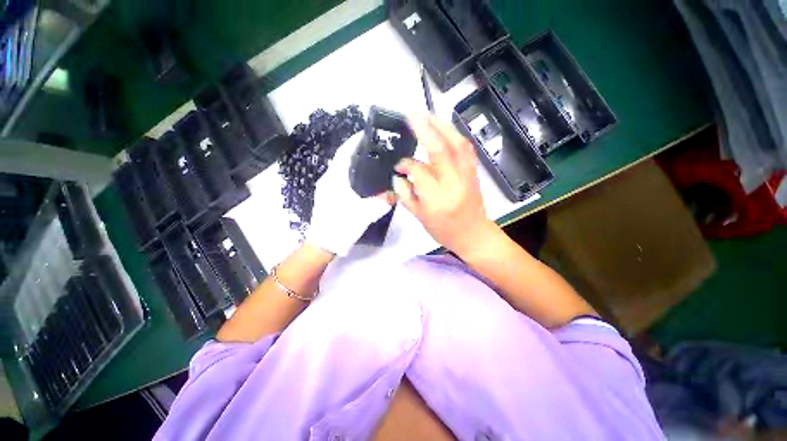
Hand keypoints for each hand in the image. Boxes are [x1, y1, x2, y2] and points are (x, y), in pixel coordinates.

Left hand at [307, 132, 393, 255]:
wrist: (324, 244)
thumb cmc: (341, 225)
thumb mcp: (365, 213)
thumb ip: (382, 202)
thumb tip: (394, 194)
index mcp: (335, 178)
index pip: (344, 152)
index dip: (354, 141)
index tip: (366, 134)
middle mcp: (328, 180)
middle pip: (342, 159)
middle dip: (356, 151)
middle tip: (374, 150)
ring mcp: (327, 189)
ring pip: (342, 170)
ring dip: (354, 164)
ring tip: (371, 163)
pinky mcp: (329, 197)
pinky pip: (341, 180)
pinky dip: (351, 175)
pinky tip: (363, 182)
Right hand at [394, 115, 496, 255]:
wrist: (473, 235)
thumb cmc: (443, 230)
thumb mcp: (419, 217)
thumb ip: (405, 194)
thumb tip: (398, 174)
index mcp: (436, 198)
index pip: (419, 171)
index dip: (406, 164)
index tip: (398, 165)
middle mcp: (453, 183)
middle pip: (440, 149)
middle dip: (424, 128)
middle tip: (411, 114)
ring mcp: (467, 174)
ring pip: (456, 143)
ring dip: (441, 125)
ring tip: (426, 115)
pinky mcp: (474, 171)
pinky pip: (465, 147)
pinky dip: (454, 134)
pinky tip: (444, 128)